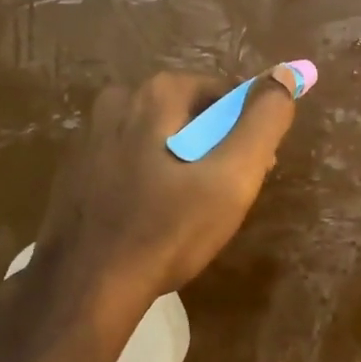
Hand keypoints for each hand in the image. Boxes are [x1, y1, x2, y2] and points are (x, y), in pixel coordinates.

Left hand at [34, 69, 298, 314]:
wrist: (88, 286)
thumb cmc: (168, 230)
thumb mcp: (232, 177)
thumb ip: (263, 122)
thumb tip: (284, 75)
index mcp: (156, 93)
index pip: (223, 94)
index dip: (246, 132)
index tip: (251, 174)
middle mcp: (117, 101)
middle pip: (189, 115)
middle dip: (214, 149)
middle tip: (223, 200)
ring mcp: (89, 136)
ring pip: (159, 140)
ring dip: (183, 166)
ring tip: (189, 215)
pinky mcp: (75, 170)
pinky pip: (130, 162)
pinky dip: (150, 181)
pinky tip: (153, 219)